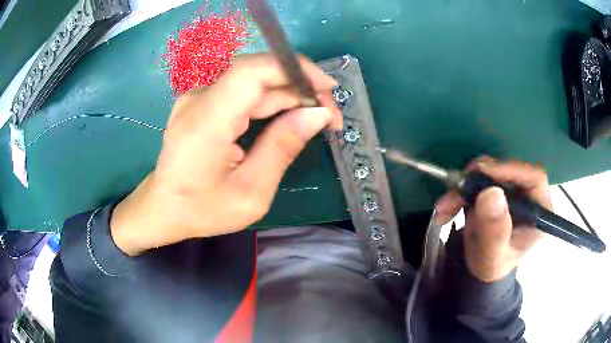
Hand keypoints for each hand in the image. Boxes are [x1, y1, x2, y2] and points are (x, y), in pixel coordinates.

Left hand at [110, 53, 341, 255]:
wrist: (163, 207)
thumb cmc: (202, 209)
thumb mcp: (251, 192)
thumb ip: (283, 148)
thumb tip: (318, 114)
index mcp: (206, 122)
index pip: (251, 72)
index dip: (293, 69)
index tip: (327, 87)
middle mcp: (199, 99)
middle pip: (258, 74)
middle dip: (300, 87)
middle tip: (330, 114)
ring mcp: (198, 97)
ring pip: (253, 82)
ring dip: (289, 94)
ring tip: (316, 116)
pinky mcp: (202, 102)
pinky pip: (243, 92)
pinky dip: (271, 100)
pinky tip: (289, 116)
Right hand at [435, 158, 551, 281]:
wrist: (480, 269)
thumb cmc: (492, 267)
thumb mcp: (493, 257)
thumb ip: (495, 232)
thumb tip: (491, 194)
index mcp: (540, 212)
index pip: (533, 178)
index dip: (510, 170)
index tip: (482, 172)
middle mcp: (529, 195)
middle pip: (508, 172)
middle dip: (479, 180)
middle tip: (456, 189)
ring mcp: (512, 190)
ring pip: (489, 173)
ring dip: (464, 187)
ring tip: (445, 207)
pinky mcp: (497, 189)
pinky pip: (477, 180)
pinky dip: (459, 192)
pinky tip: (446, 208)